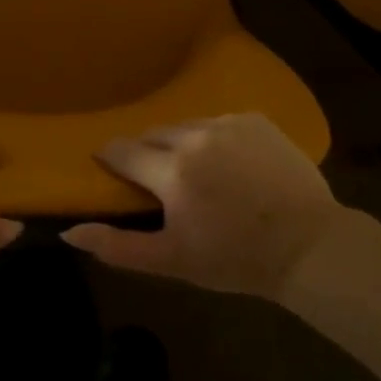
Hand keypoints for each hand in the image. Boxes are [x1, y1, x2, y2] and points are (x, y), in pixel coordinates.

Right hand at [61, 114, 340, 300]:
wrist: (310, 247)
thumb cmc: (236, 260)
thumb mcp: (172, 261)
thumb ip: (117, 246)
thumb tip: (69, 231)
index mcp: (171, 171)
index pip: (123, 151)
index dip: (112, 159)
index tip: (111, 168)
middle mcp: (195, 136)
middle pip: (153, 135)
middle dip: (148, 154)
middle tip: (159, 182)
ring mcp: (228, 123)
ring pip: (186, 126)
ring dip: (180, 144)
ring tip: (197, 173)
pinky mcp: (255, 119)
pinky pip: (219, 122)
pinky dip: (214, 139)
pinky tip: (230, 165)